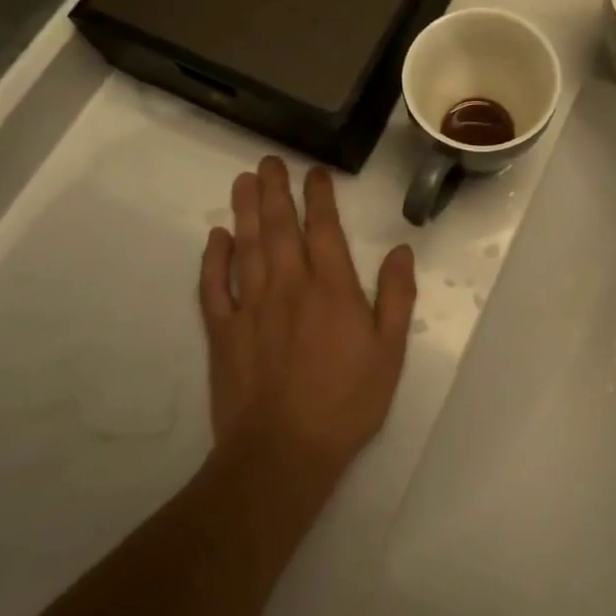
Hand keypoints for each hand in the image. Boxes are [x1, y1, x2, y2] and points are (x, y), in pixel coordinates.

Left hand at [197, 157, 416, 480]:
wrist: (282, 454)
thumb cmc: (346, 402)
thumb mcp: (390, 352)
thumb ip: (397, 297)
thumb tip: (402, 250)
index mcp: (332, 289)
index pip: (324, 229)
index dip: (319, 197)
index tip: (313, 172)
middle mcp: (290, 286)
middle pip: (279, 228)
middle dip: (275, 191)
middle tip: (269, 161)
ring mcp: (252, 308)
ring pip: (246, 248)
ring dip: (245, 212)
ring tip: (243, 181)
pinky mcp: (223, 333)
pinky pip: (214, 287)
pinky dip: (214, 259)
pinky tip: (216, 237)